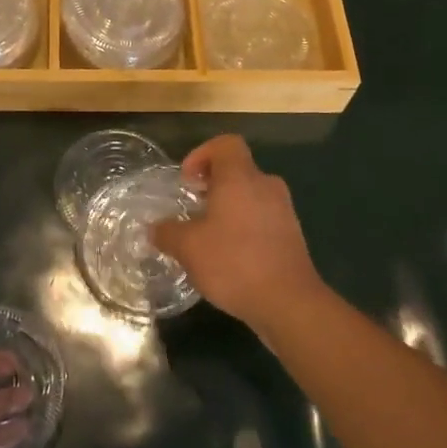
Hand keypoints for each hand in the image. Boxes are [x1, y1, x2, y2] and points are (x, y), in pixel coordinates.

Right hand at [152, 134, 325, 334]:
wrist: (290, 303)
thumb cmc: (234, 262)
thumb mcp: (188, 248)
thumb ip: (167, 232)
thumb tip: (154, 229)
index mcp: (240, 177)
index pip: (225, 144)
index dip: (202, 154)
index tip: (187, 181)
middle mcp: (265, 185)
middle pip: (237, 170)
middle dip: (212, 185)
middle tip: (192, 208)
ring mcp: (283, 211)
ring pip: (250, 195)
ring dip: (228, 208)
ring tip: (208, 236)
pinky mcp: (292, 236)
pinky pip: (263, 218)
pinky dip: (244, 227)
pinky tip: (230, 256)